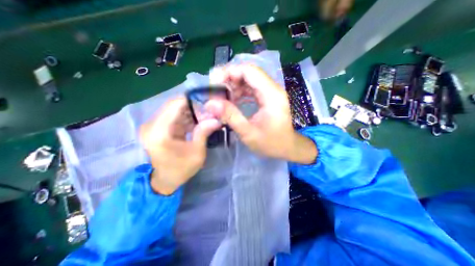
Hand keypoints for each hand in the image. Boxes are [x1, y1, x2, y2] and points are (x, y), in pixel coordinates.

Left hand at [140, 96, 221, 193]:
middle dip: (193, 106)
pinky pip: (174, 116)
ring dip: (191, 111)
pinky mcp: (158, 127)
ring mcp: (154, 125)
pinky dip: (187, 117)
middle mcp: (152, 125)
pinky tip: (198, 121)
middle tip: (210, 111)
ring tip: (206, 116)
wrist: (166, 180)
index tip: (208, 104)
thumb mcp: (196, 153)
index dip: (192, 101)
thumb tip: (216, 119)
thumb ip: (203, 133)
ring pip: (175, 109)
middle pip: (174, 105)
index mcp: (158, 132)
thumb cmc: (181, 169)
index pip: (174, 105)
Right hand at [206, 64, 315, 163]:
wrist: (287, 147)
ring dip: (233, 86)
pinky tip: (232, 101)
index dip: (229, 72)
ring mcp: (271, 92)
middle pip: (248, 73)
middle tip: (214, 91)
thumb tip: (210, 103)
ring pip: (249, 80)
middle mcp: (273, 89)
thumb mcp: (249, 133)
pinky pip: (251, 88)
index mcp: (271, 95)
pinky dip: (239, 92)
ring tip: (221, 97)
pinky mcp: (268, 97)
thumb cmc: (271, 143)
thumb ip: (230, 117)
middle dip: (229, 79)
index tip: (213, 82)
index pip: (249, 71)